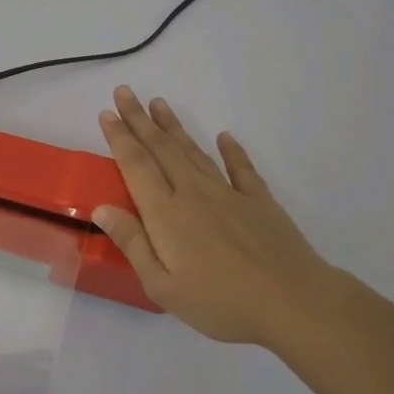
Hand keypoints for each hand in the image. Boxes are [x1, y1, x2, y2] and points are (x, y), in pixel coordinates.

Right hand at [94, 86, 335, 347]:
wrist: (292, 301)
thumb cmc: (219, 301)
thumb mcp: (162, 284)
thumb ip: (132, 242)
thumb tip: (102, 208)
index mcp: (166, 213)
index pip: (136, 165)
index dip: (120, 137)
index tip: (107, 113)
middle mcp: (194, 193)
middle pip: (162, 149)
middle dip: (140, 119)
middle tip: (126, 92)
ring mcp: (229, 194)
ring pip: (195, 152)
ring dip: (174, 127)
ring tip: (159, 104)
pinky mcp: (259, 202)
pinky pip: (241, 168)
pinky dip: (232, 151)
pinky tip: (225, 137)